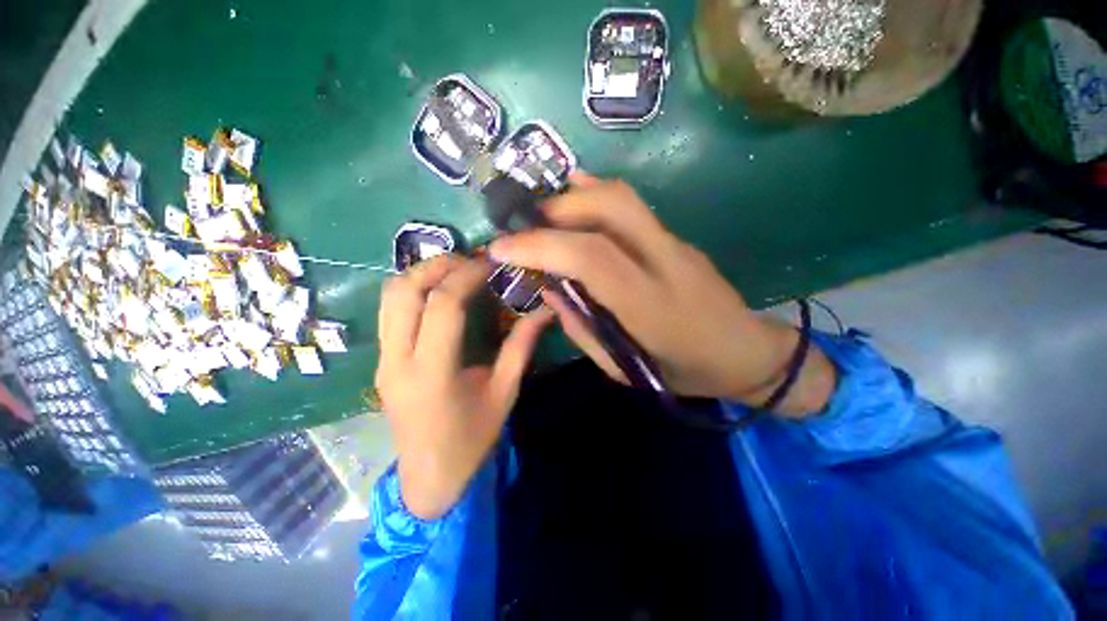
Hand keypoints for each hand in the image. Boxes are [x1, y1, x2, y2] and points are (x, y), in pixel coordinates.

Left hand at [376, 255, 552, 518]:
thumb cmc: (471, 440)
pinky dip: (413, 291)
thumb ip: (521, 347)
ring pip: (389, 298)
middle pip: (404, 292)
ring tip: (454, 270)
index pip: (442, 306)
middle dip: (437, 265)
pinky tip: (439, 293)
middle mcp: (398, 361)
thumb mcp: (504, 393)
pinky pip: (389, 312)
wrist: (430, 478)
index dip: (466, 276)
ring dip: (421, 274)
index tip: (489, 264)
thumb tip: (544, 311)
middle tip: (469, 260)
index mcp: (433, 373)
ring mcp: (383, 360)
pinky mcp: (381, 362)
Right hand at [489, 172, 834, 414]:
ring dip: (574, 198)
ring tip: (543, 217)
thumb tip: (550, 290)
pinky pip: (633, 207)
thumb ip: (582, 327)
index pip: (591, 258)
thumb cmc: (686, 372)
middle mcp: (665, 262)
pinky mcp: (678, 237)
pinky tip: (574, 196)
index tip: (501, 249)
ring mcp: (675, 243)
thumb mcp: (624, 368)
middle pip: (609, 208)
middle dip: (557, 209)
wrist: (747, 353)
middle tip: (524, 227)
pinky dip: (597, 194)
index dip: (541, 246)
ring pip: (621, 198)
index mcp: (650, 306)